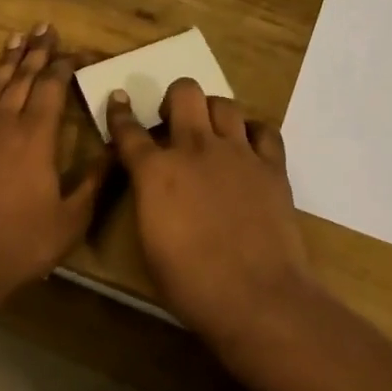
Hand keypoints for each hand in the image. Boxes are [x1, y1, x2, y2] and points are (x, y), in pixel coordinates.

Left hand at [0, 27, 109, 300]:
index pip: (51, 88)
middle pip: (21, 78)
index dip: (64, 66)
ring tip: (16, 39)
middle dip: (36, 52)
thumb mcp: (72, 218)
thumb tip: (117, 149)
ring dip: (6, 61)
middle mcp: (4, 123)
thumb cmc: (23, 242)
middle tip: (44, 28)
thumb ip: (96, 181)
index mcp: (36, 136)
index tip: (75, 52)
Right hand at [106, 79, 321, 356]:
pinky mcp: (272, 166)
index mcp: (155, 171)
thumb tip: (152, 188)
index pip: (129, 129)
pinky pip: (264, 130)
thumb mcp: (149, 243)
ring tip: (211, 132)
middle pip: (184, 93)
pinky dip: (253, 132)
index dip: (120, 113)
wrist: (256, 296)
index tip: (119, 100)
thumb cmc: (189, 283)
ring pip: (224, 104)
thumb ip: (148, 202)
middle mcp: (195, 149)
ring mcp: (238, 153)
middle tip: (173, 121)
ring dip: (212, 112)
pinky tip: (248, 148)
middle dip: (174, 99)